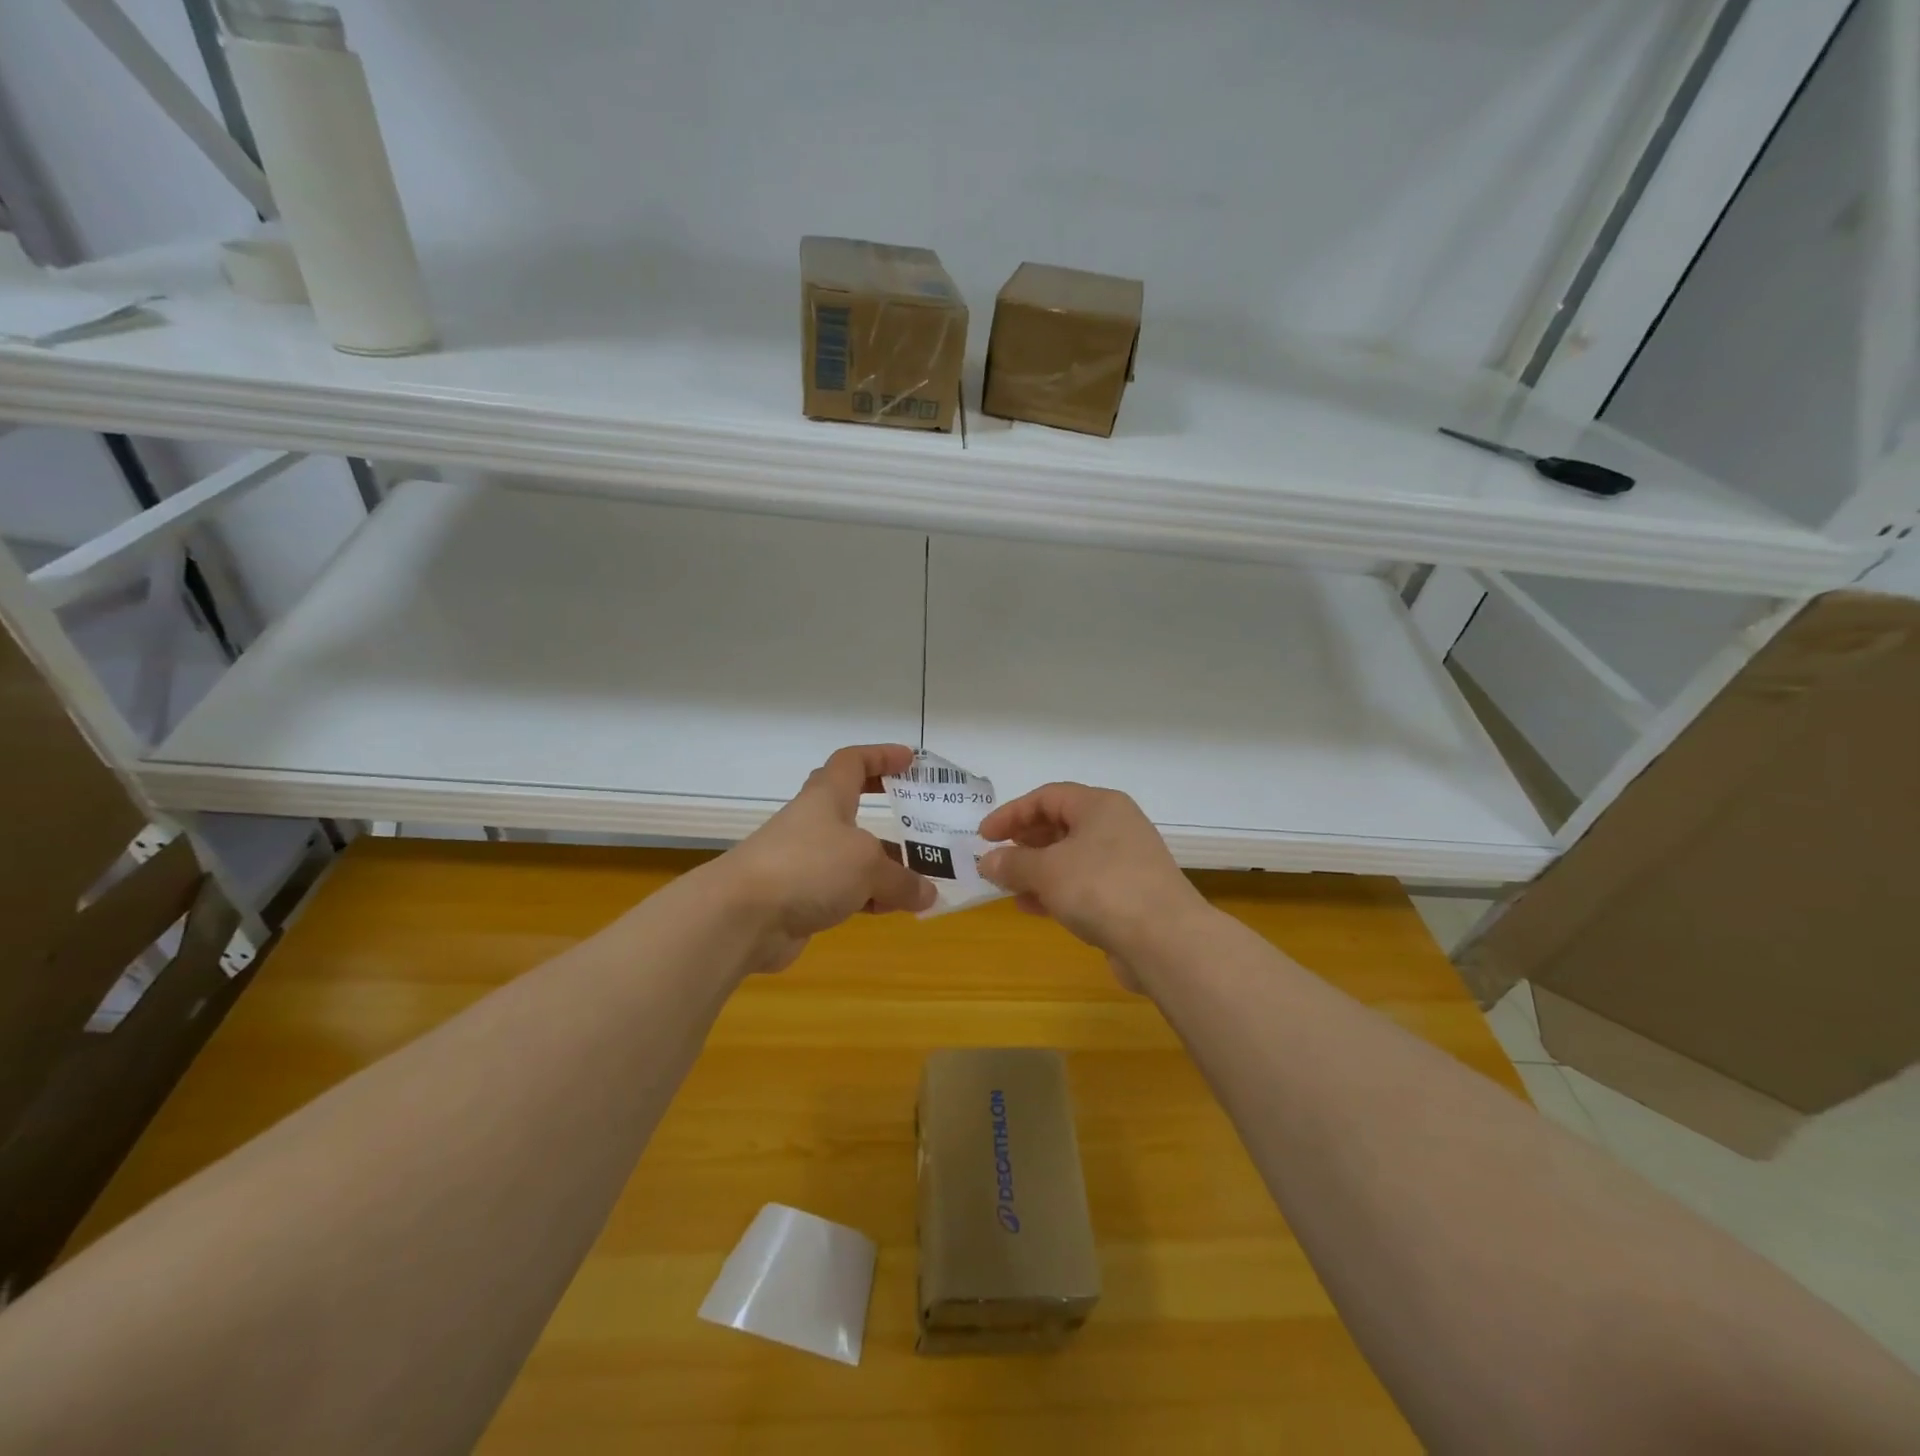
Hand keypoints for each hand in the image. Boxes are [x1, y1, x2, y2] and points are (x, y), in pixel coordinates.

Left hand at [715, 744, 934, 973]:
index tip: (911, 760)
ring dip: (885, 865)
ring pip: (852, 855)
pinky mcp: (800, 897)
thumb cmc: (809, 867)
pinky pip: (844, 890)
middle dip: (888, 813)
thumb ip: (903, 879)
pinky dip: (869, 897)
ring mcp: (804, 861)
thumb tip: (927, 895)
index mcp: (827, 797)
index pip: (853, 761)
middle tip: (921, 822)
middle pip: (853, 808)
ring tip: (922, 879)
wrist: (742, 916)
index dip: (882, 756)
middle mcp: (814, 823)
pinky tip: (892, 910)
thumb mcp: (868, 866)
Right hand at [977, 783, 1207, 989]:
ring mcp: (1125, 861)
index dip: (1011, 813)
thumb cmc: (1101, 888)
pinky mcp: (1129, 895)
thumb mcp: (1046, 871)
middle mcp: (1115, 826)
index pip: (1047, 797)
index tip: (984, 836)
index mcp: (1099, 805)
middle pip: (1060, 825)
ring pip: (1071, 857)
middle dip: (1024, 842)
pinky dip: (1057, 891)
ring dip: (1037, 871)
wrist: (1165, 940)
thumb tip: (988, 861)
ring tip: (1008, 887)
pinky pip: (1084, 884)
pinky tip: (1033, 908)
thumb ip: (1013, 863)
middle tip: (998, 859)